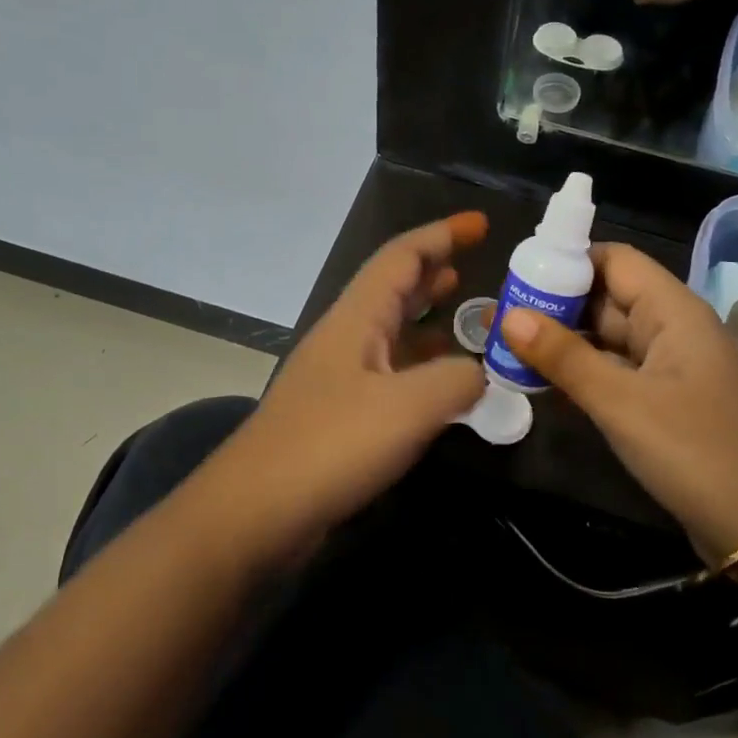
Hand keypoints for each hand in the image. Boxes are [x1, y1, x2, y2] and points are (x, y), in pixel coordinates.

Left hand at [192, 214, 489, 563]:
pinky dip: (421, 367)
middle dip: (435, 270)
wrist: (255, 511)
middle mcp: (346, 337)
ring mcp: (340, 377)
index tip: (482, 225)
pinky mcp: (339, 415)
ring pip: (392, 331)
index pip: (402, 256)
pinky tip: (443, 386)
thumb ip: (456, 380)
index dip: (443, 234)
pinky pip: (390, 373)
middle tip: (477, 268)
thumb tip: (480, 373)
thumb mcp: (408, 407)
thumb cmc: (330, 444)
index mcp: (357, 318)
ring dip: (429, 318)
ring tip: (468, 318)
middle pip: (394, 287)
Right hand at [497, 242, 737, 561]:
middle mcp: (674, 329)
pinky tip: (542, 383)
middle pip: (608, 298)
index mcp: (674, 311)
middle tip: (499, 318)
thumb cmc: (696, 451)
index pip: (615, 260)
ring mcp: (672, 368)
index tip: (518, 277)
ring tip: (508, 348)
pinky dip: (583, 373)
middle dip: (556, 305)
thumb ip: (564, 357)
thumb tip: (508, 315)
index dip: (567, 261)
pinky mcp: (667, 402)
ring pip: (609, 339)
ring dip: (565, 342)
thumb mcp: (622, 403)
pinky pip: (618, 373)